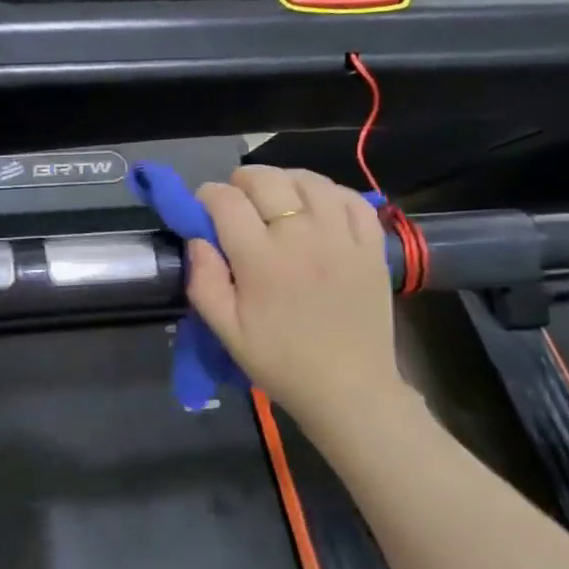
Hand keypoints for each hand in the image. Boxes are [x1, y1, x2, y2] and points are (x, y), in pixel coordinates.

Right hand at [186, 165, 407, 426]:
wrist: (349, 389)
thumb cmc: (280, 361)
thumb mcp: (226, 332)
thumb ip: (204, 281)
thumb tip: (197, 240)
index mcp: (260, 259)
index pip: (225, 201)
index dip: (207, 196)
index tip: (203, 208)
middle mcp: (301, 236)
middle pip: (266, 180)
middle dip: (241, 182)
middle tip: (236, 202)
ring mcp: (342, 237)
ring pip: (309, 181)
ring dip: (284, 181)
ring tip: (275, 199)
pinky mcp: (371, 245)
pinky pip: (351, 198)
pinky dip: (328, 193)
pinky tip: (316, 207)